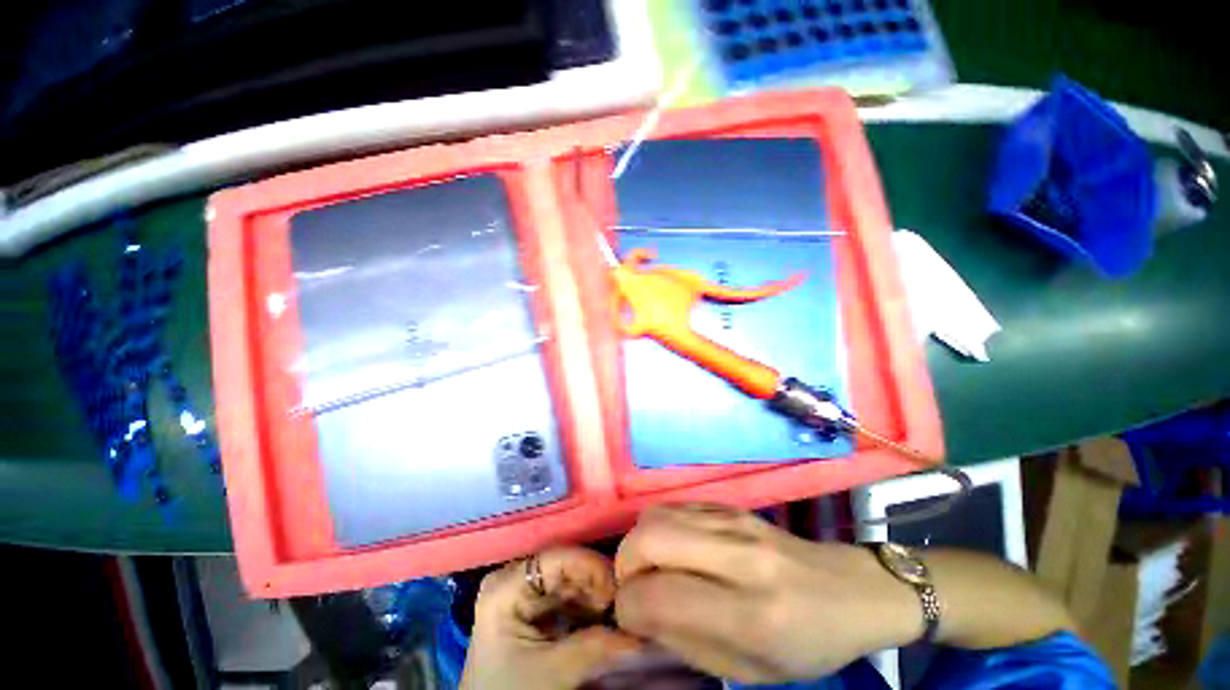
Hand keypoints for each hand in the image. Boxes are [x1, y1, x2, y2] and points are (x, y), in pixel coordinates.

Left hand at [461, 547, 643, 689]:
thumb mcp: (552, 671)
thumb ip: (596, 645)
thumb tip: (641, 628)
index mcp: (506, 585)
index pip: (558, 557)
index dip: (592, 566)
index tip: (622, 587)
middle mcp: (513, 578)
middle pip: (566, 568)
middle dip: (597, 585)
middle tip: (625, 604)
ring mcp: (522, 593)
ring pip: (570, 582)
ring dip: (596, 597)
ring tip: (618, 614)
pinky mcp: (532, 609)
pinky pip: (567, 598)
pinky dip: (588, 608)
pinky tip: (605, 620)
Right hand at [613, 504, 922, 683]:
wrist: (849, 590)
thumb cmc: (807, 643)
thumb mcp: (751, 671)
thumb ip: (686, 642)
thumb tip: (638, 614)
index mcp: (752, 612)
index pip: (658, 596)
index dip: (628, 607)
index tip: (630, 618)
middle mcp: (739, 555)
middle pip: (649, 538)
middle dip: (625, 565)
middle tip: (634, 588)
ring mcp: (734, 520)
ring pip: (656, 514)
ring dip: (639, 543)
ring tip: (651, 569)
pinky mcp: (730, 505)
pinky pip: (674, 505)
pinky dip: (659, 527)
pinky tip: (674, 549)